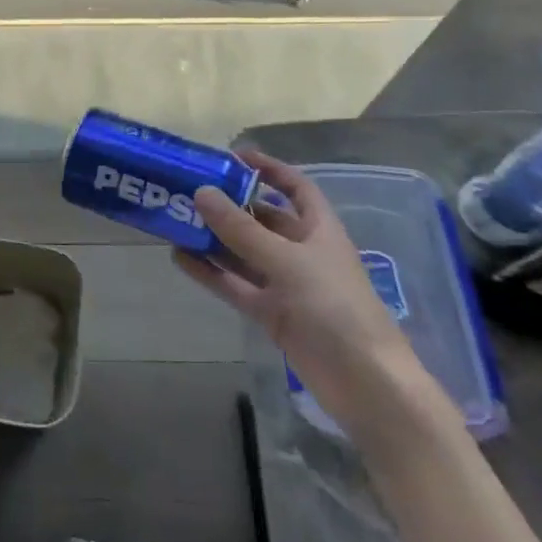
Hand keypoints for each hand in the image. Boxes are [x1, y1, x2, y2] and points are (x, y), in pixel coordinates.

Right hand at [174, 150, 432, 438]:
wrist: (365, 384)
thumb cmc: (335, 308)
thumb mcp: (286, 261)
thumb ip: (241, 229)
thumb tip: (201, 192)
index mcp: (319, 229)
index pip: (295, 187)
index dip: (269, 169)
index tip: (233, 156)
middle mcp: (302, 251)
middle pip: (262, 219)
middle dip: (230, 205)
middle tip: (189, 190)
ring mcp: (286, 284)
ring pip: (244, 252)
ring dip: (214, 238)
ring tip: (175, 220)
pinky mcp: (273, 314)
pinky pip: (236, 285)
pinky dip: (211, 272)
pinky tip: (180, 258)